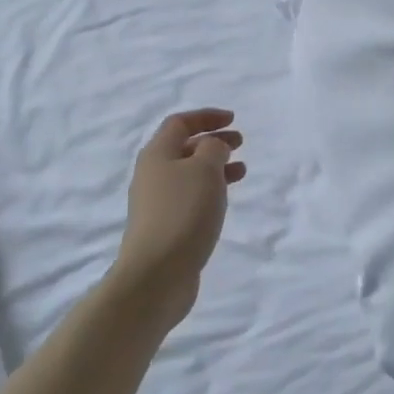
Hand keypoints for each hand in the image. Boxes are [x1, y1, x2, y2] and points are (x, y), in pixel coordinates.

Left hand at [112, 109, 245, 329]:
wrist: (156, 276)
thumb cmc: (182, 213)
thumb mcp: (205, 170)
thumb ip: (213, 149)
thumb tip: (213, 147)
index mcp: (157, 154)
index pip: (179, 123)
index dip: (206, 116)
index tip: (232, 119)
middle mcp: (152, 175)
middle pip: (183, 148)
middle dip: (212, 141)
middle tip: (240, 142)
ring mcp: (157, 203)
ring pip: (189, 174)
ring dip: (214, 167)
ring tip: (241, 171)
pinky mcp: (165, 227)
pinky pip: (190, 198)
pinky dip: (210, 191)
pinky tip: (224, 201)